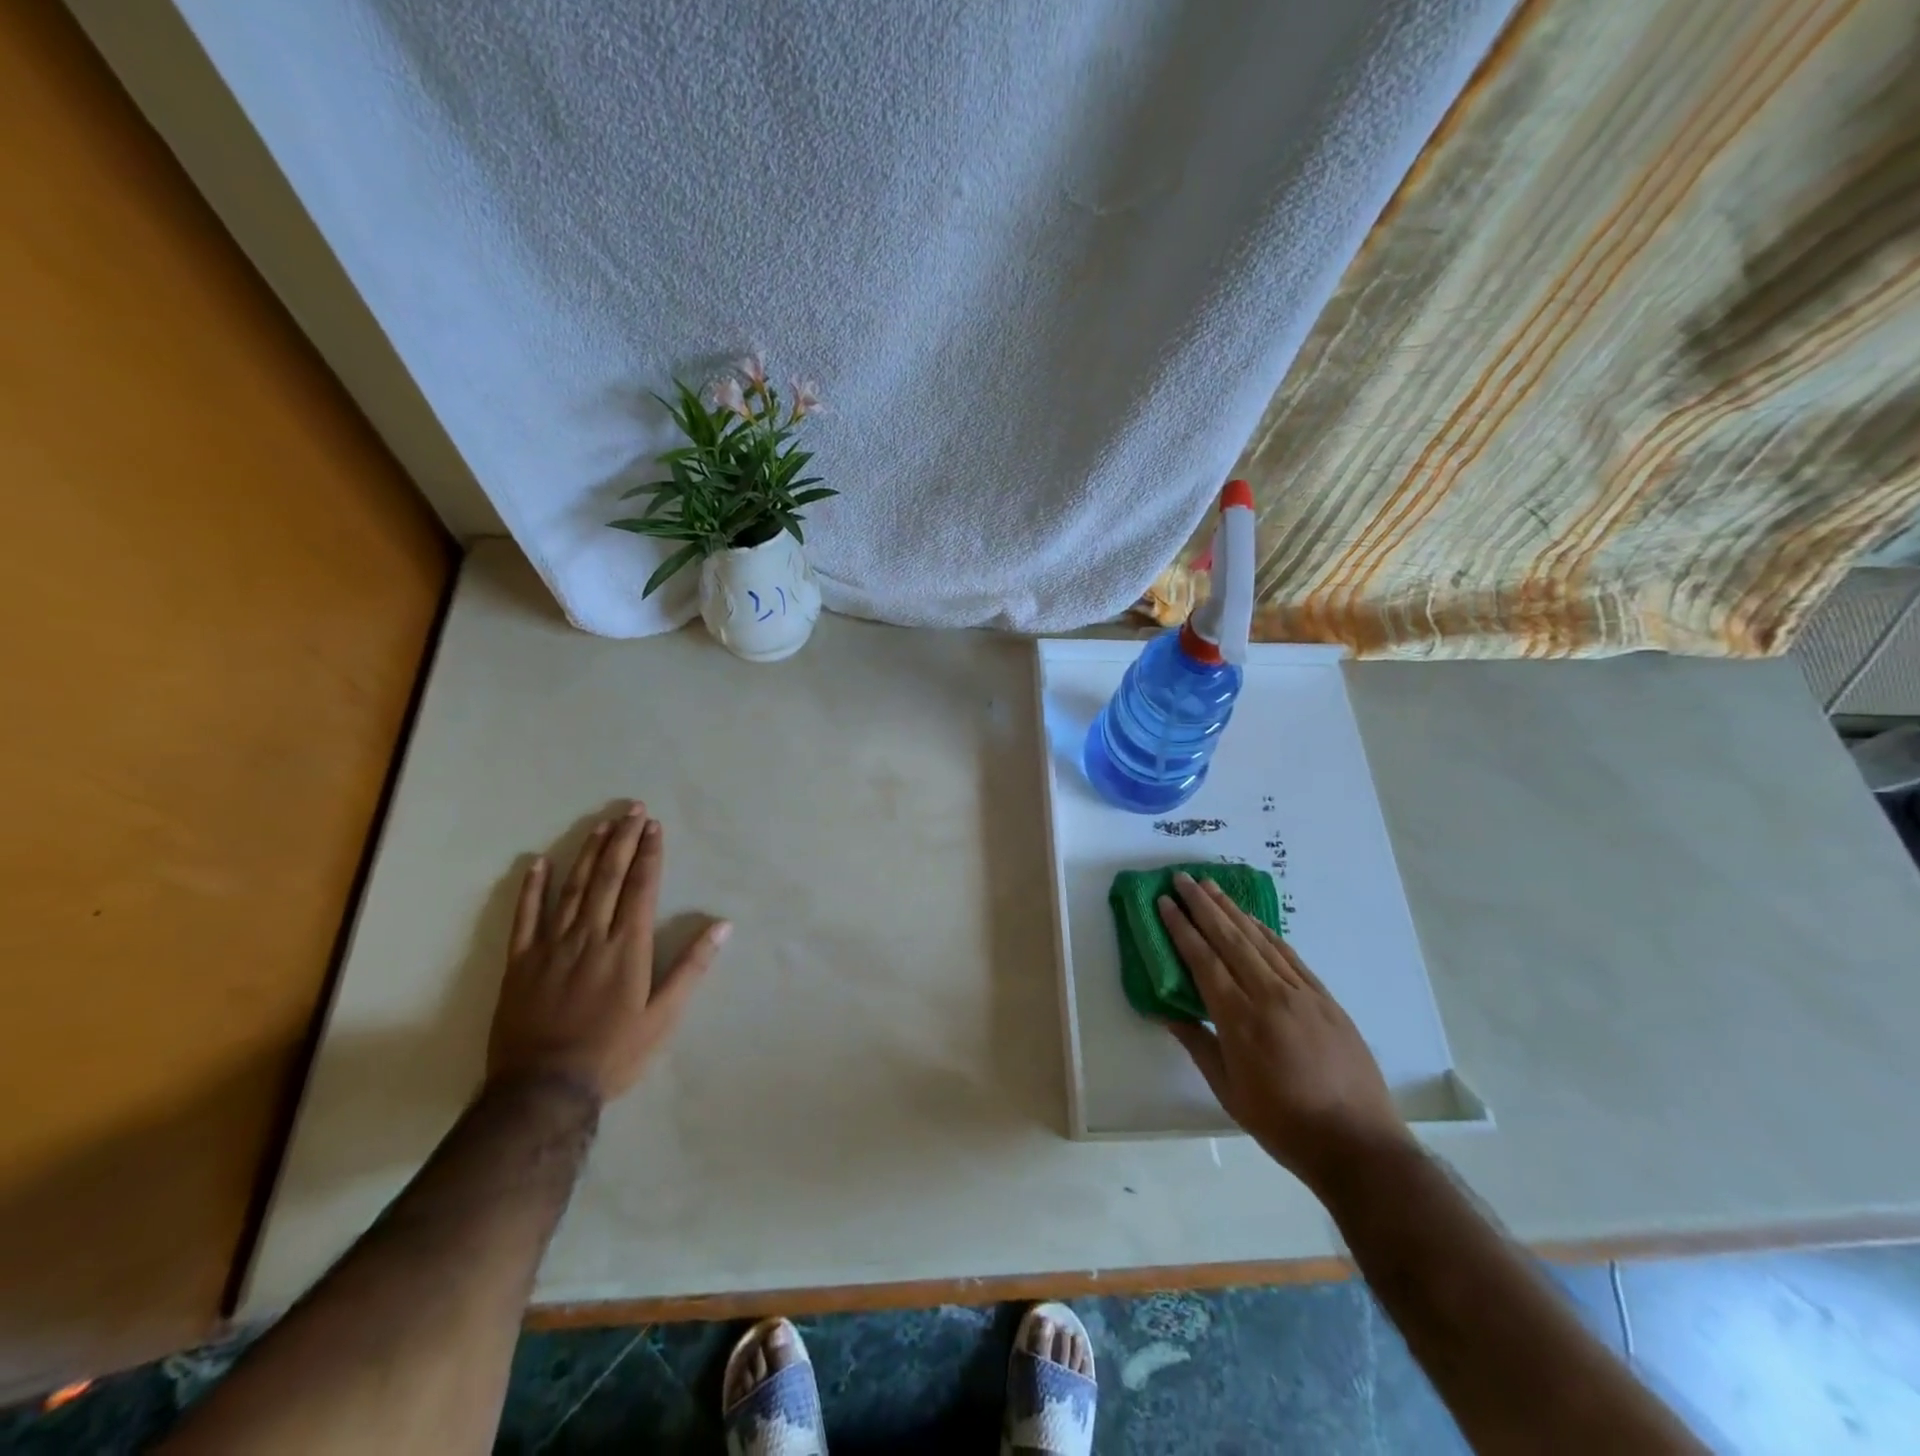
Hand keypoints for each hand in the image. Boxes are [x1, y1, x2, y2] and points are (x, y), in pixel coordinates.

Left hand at [487, 802, 729, 1104]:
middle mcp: (590, 935)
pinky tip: (537, 863)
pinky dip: (531, 888)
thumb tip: (723, 926)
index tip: (653, 826)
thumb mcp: (664, 1017)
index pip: (640, 887)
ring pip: (572, 888)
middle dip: (622, 840)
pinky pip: (525, 917)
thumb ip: (691, 968)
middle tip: (631, 809)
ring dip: (588, 853)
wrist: (543, 1091)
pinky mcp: (520, 963)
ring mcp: (551, 946)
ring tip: (600, 824)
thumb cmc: (614, 1053)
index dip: (648, 854)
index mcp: (627, 946)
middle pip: (608, 877)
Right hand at [1157, 873, 1411, 1193]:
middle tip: (1183, 878)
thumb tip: (1165, 1012)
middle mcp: (1270, 996)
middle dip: (1203, 906)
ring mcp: (1302, 994)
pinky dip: (1267, 932)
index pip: (1204, 961)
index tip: (1165, 902)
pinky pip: (1290, 956)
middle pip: (1230, 939)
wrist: (1358, 1145)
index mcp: (1240, 1020)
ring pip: (1260, 940)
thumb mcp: (1229, 1091)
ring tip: (1211, 886)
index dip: (1182, 928)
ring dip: (1233, 910)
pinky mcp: (1325, 999)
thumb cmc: (1284, 1124)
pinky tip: (1253, 920)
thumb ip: (1197, 1045)